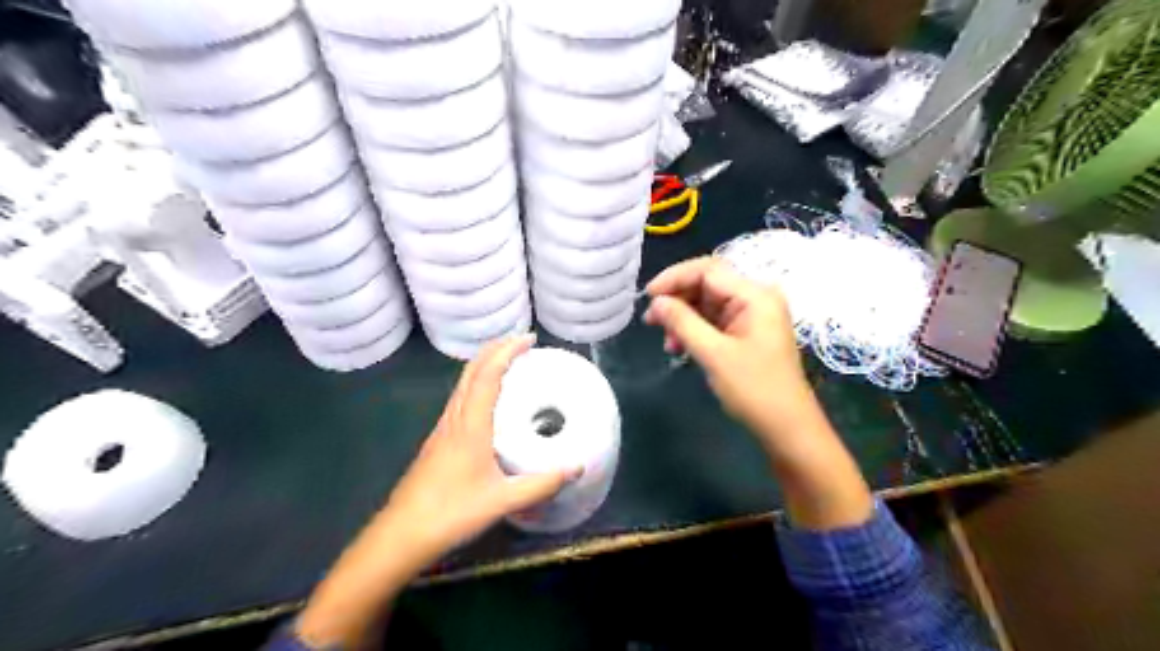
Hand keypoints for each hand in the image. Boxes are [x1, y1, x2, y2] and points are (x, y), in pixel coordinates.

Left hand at [379, 333, 577, 567]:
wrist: (401, 535)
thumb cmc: (451, 514)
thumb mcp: (503, 500)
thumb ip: (542, 484)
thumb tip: (578, 467)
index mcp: (470, 425)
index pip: (487, 375)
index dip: (507, 351)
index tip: (529, 339)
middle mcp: (454, 418)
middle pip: (471, 371)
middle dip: (495, 349)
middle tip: (522, 342)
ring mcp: (442, 429)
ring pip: (462, 383)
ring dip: (484, 364)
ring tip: (508, 362)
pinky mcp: (437, 441)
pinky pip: (460, 399)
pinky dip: (477, 383)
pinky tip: (487, 399)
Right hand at [644, 256, 869, 530]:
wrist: (787, 428)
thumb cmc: (754, 390)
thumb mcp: (714, 354)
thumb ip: (683, 322)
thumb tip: (656, 302)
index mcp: (755, 295)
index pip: (708, 270)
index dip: (675, 278)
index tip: (648, 296)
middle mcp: (755, 298)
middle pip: (707, 284)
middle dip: (677, 300)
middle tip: (651, 321)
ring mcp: (752, 316)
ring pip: (707, 304)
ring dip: (683, 318)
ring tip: (666, 342)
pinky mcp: (747, 333)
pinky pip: (714, 321)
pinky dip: (694, 330)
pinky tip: (680, 347)